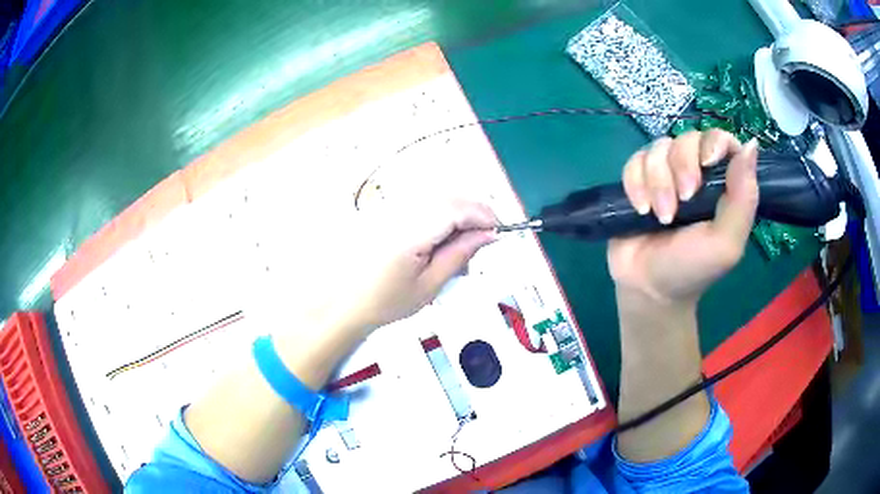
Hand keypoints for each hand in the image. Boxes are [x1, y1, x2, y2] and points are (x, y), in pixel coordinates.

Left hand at [330, 199, 497, 332]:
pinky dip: (441, 213)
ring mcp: (389, 209)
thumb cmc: (381, 301)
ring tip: (460, 245)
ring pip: (438, 196)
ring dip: (458, 213)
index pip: (457, 208)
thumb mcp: (430, 286)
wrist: (346, 302)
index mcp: (408, 233)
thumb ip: (460, 256)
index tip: (497, 231)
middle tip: (483, 239)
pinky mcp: (386, 210)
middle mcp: (397, 213)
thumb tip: (486, 236)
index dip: (483, 215)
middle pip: (449, 195)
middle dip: (474, 212)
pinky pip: (422, 201)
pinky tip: (441, 238)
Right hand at [608, 130, 758, 306]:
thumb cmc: (693, 269)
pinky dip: (636, 184)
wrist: (649, 289)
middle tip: (683, 202)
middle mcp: (695, 172)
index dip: (715, 141)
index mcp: (722, 184)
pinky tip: (642, 210)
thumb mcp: (726, 243)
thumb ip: (744, 199)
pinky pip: (634, 161)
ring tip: (661, 217)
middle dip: (683, 167)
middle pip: (687, 138)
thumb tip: (751, 144)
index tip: (708, 163)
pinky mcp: (639, 179)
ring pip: (658, 148)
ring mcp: (665, 173)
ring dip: (658, 183)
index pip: (722, 140)